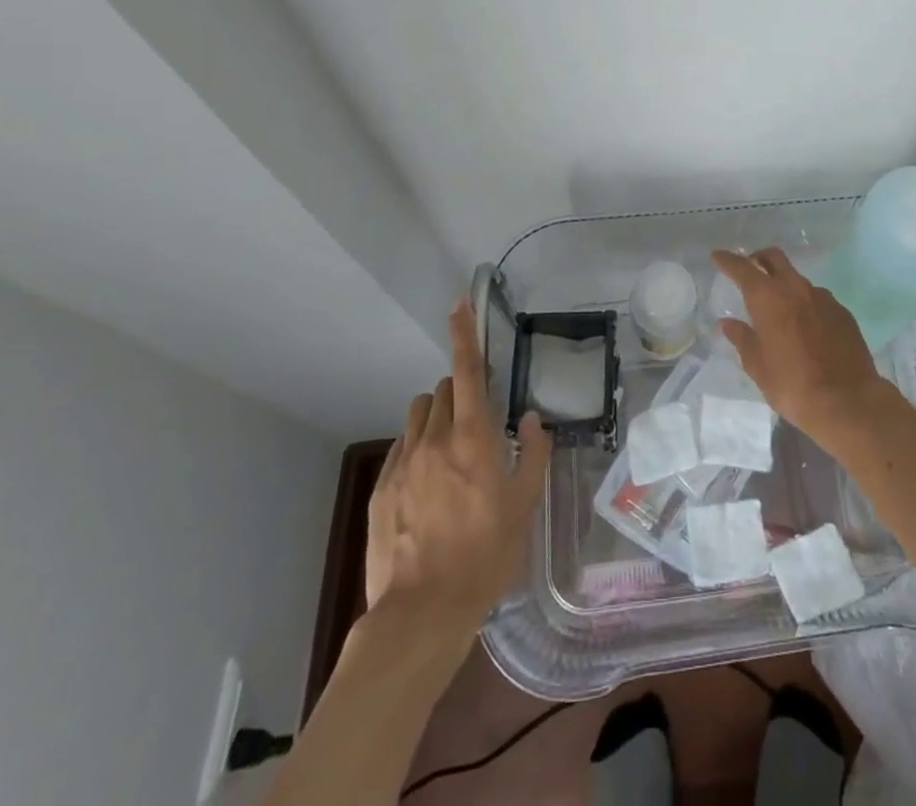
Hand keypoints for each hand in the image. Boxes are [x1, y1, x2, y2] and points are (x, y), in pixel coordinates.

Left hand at [363, 299, 551, 620]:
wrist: (421, 612)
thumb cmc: (485, 555)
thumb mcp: (525, 506)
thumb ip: (533, 453)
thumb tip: (531, 419)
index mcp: (473, 437)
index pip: (468, 371)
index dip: (464, 333)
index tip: (459, 304)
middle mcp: (435, 439)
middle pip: (444, 389)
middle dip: (463, 392)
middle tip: (479, 422)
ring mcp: (403, 463)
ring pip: (419, 414)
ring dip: (437, 416)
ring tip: (451, 450)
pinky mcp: (381, 488)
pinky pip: (402, 447)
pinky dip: (418, 448)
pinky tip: (428, 484)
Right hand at [710, 247, 895, 449]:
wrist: (848, 401)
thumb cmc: (793, 385)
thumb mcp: (758, 366)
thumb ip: (742, 339)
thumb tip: (727, 324)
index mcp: (769, 298)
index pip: (743, 268)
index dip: (728, 260)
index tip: (717, 256)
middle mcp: (796, 288)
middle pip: (774, 258)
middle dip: (758, 258)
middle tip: (749, 269)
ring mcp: (823, 298)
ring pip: (797, 279)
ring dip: (784, 284)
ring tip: (778, 308)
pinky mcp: (842, 312)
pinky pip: (818, 298)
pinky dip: (805, 303)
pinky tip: (805, 326)